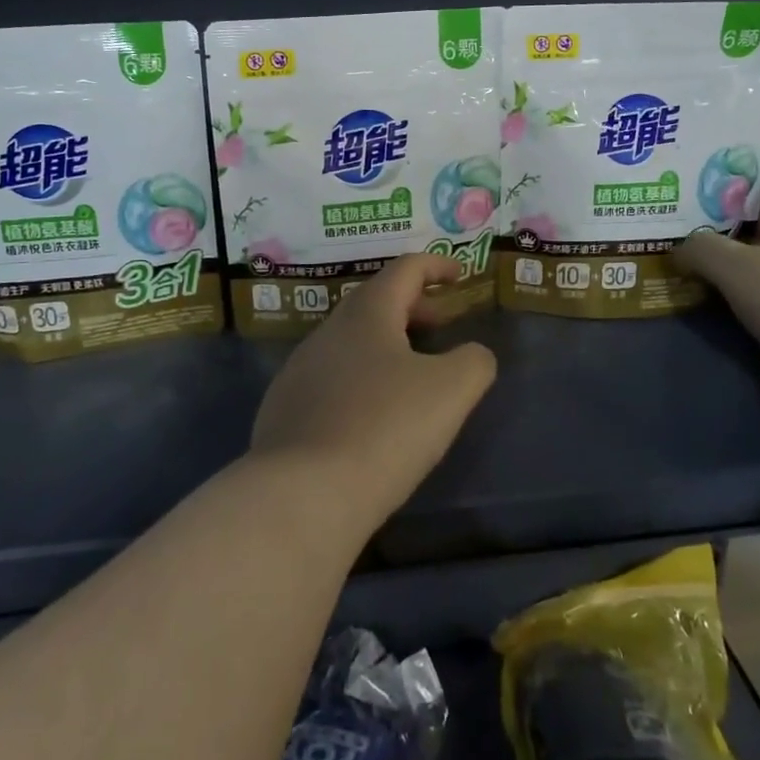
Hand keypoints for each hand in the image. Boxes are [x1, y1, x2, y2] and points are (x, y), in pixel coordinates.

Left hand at [249, 254, 497, 532]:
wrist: (302, 493)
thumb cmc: (385, 428)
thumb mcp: (451, 391)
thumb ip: (474, 361)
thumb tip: (474, 354)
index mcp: (367, 314)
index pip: (405, 270)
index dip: (436, 266)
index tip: (459, 275)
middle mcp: (328, 331)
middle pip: (375, 302)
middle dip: (412, 306)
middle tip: (442, 324)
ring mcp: (300, 369)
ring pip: (351, 340)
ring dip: (385, 343)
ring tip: (412, 371)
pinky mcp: (285, 407)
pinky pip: (332, 377)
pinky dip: (361, 377)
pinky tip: (371, 413)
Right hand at [673, 161, 759, 385]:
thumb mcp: (736, 269)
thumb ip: (701, 249)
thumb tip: (680, 248)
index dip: (753, 171)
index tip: (714, 184)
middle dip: (731, 215)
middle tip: (689, 221)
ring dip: (737, 253)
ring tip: (697, 259)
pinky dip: (749, 285)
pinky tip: (721, 296)